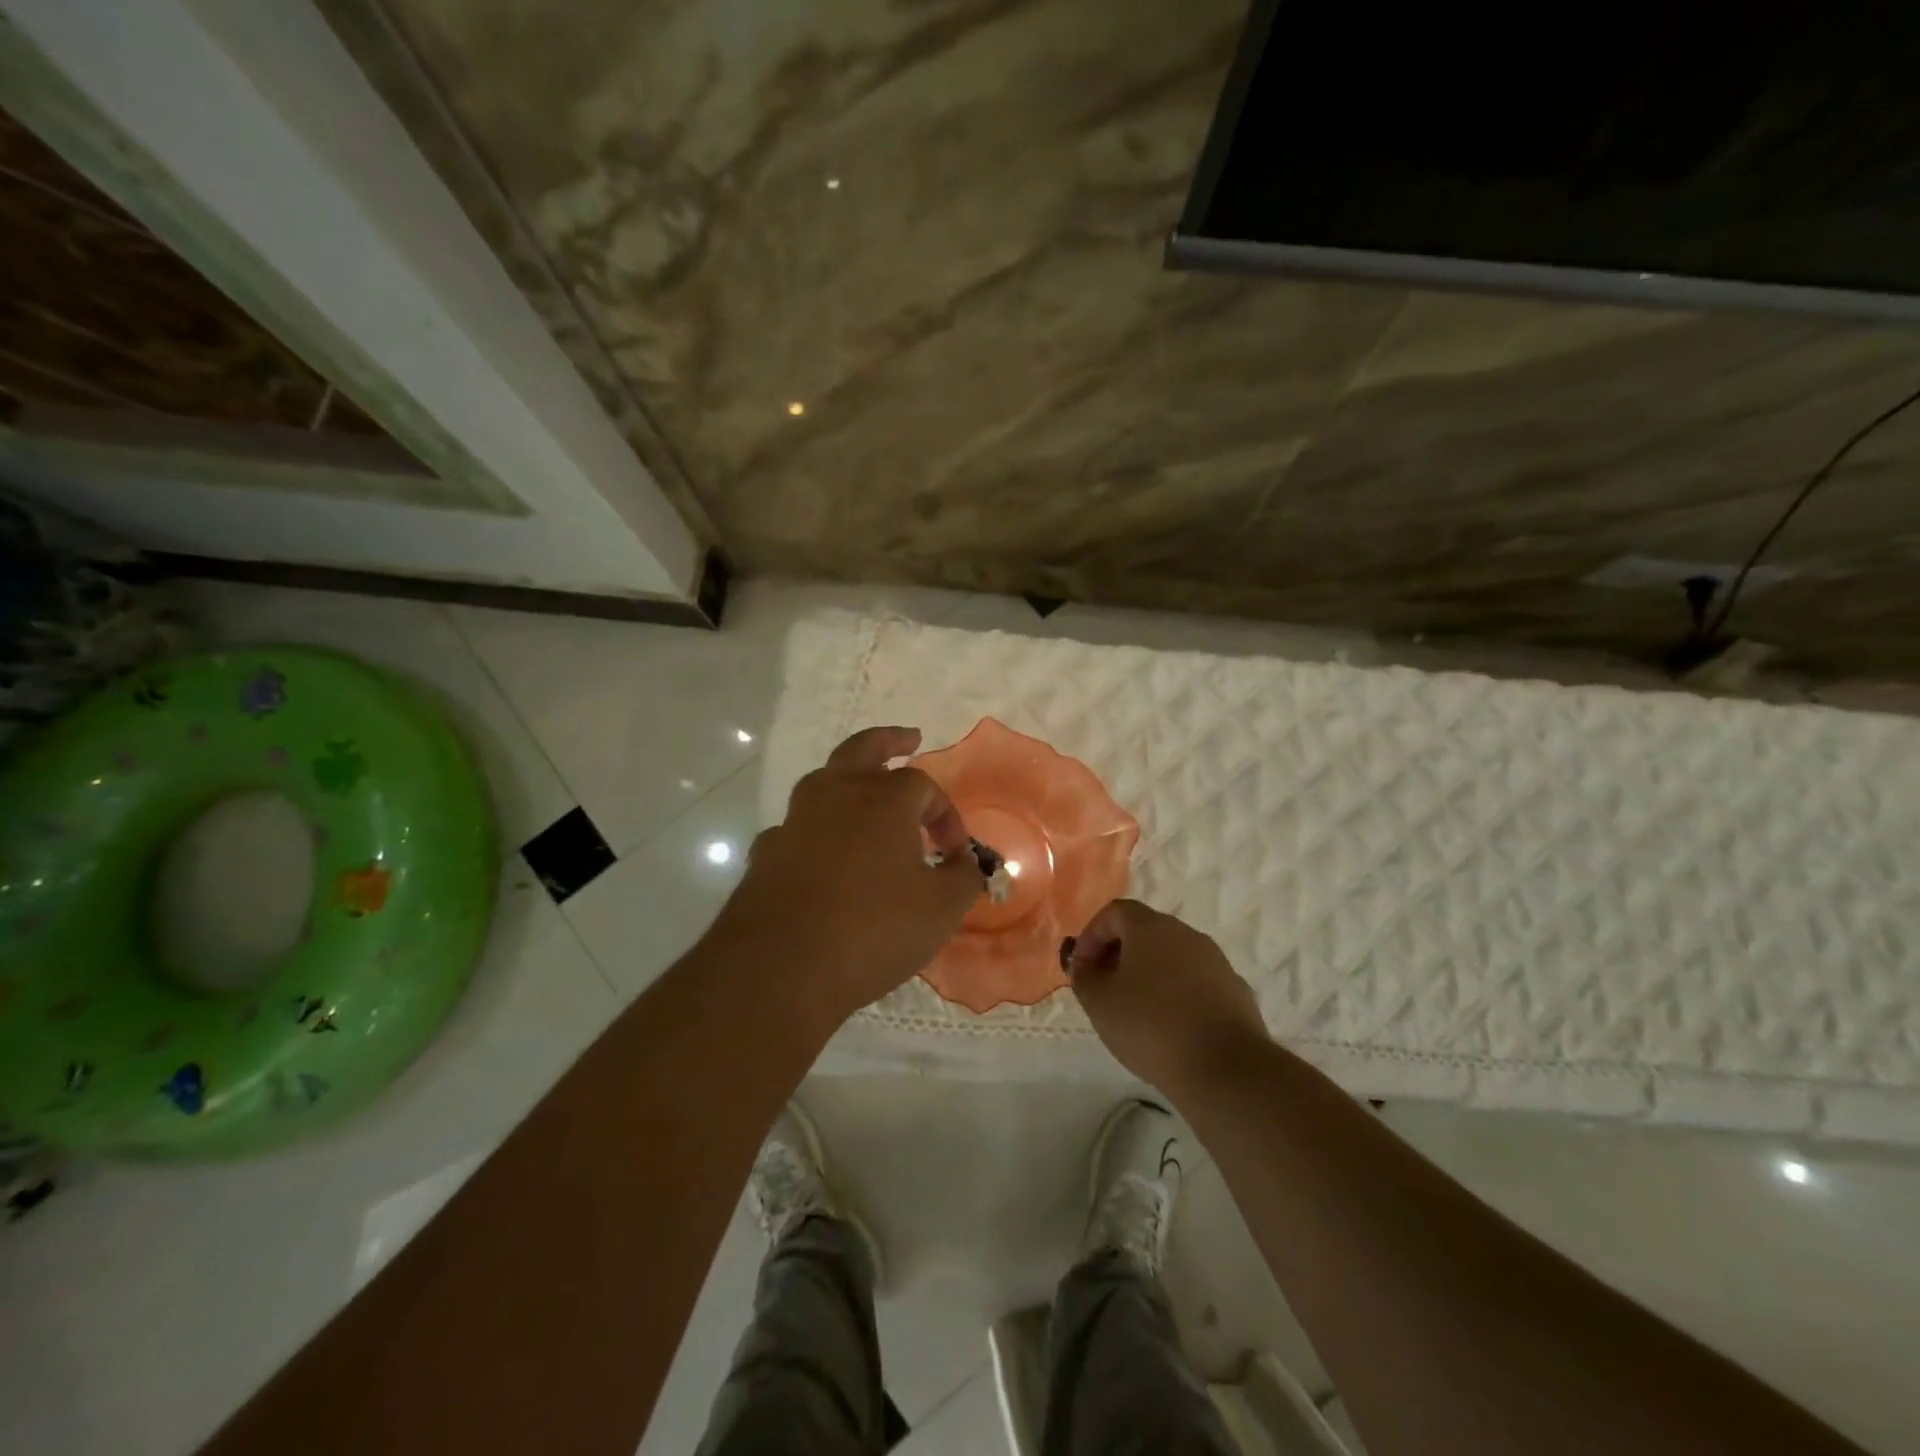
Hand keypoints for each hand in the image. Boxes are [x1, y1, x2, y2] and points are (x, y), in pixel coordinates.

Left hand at [716, 727, 982, 1022]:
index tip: (954, 852)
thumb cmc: (873, 929)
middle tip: (910, 739)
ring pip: (824, 782)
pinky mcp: (766, 852)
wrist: (781, 968)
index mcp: (882, 799)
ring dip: (849, 782)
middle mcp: (835, 795)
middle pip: (863, 749)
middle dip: (890, 741)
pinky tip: (823, 855)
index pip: (924, 786)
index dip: (946, 813)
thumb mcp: (941, 909)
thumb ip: (963, 877)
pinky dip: (817, 830)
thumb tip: (966, 862)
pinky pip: (798, 827)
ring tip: (866, 799)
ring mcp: (794, 820)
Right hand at [1069, 899, 1268, 1092]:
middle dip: (1120, 954)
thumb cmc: (1150, 1026)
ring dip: (1150, 974)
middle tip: (1105, 987)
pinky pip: (1197, 982)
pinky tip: (1171, 1027)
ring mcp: (1216, 961)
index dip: (1092, 934)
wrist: (1225, 1068)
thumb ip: (1084, 976)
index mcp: (1151, 927)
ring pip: (1173, 957)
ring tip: (1136, 1011)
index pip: (1115, 912)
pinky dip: (1178, 994)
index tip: (1082, 967)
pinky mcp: (1236, 991)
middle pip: (1145, 932)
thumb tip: (1086, 965)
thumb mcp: (1099, 1002)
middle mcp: (1186, 934)